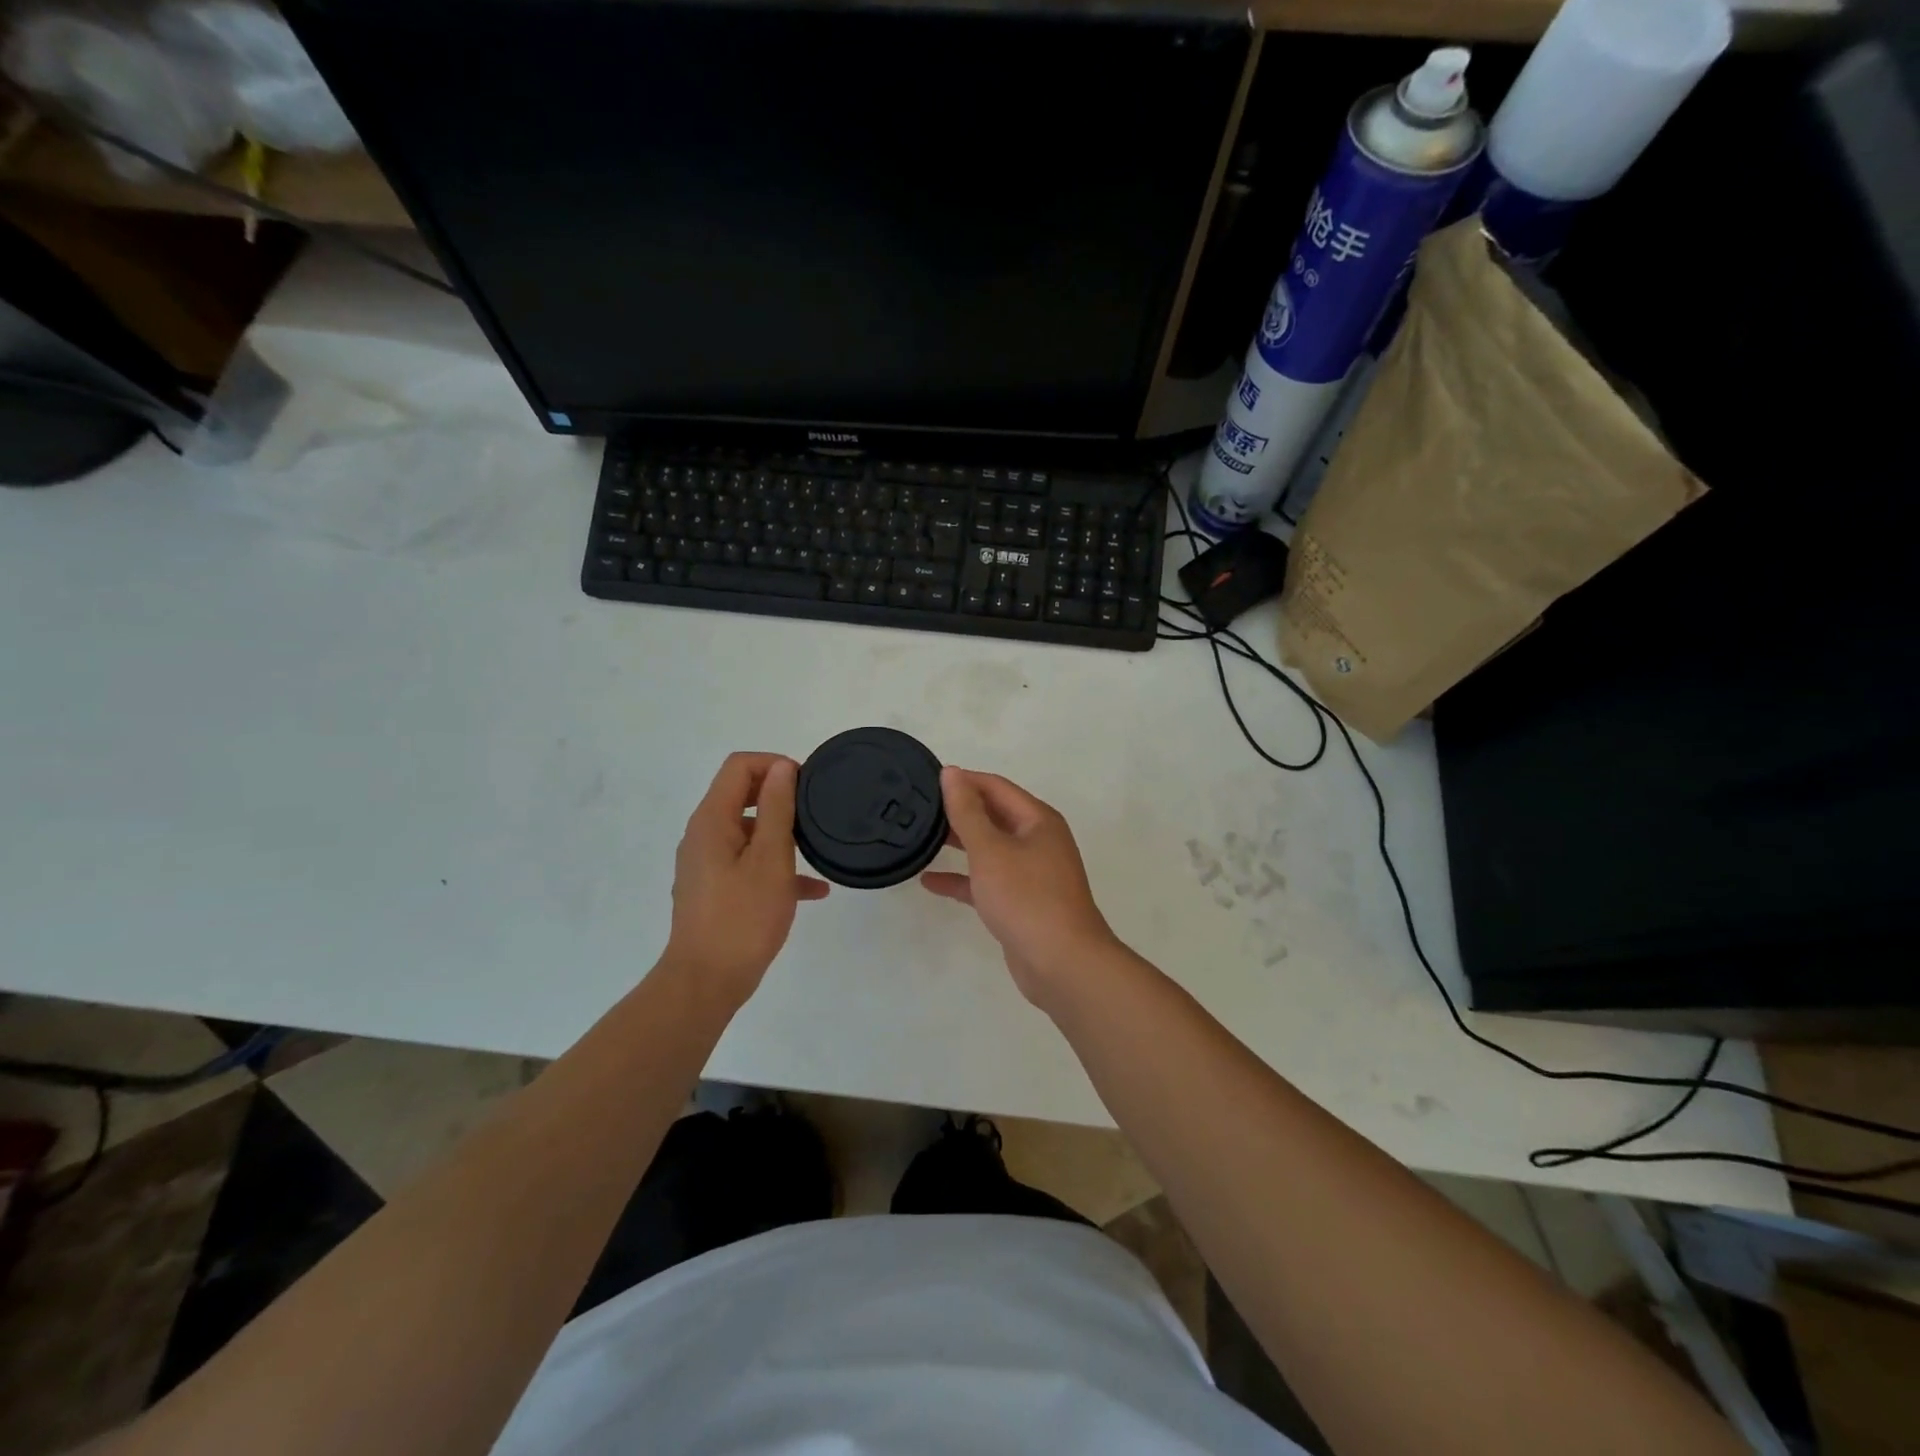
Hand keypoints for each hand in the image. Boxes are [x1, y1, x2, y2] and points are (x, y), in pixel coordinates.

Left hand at [665, 753, 828, 1007]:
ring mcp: (706, 864)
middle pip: (741, 795)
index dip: (774, 764)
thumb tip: (782, 767)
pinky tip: (813, 891)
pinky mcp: (714, 890)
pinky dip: (774, 867)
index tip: (806, 784)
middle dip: (779, 797)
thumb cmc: (743, 917)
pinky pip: (747, 864)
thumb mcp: (771, 858)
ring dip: (781, 834)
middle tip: (814, 811)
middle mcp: (703, 835)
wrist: (706, 982)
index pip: (739, 766)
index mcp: (712, 820)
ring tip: (816, 850)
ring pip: (747, 832)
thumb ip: (776, 808)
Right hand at [921, 767, 1118, 1007]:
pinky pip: (987, 881)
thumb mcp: (991, 850)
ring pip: (990, 849)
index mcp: (1038, 820)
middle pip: (994, 815)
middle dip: (960, 811)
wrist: (1062, 964)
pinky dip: (963, 879)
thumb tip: (952, 773)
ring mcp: (1032, 873)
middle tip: (919, 808)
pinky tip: (930, 881)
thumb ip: (967, 811)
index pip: (996, 787)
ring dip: (959, 843)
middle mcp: (1038, 841)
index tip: (926, 780)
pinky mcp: (1021, 902)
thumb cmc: (1027, 898)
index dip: (963, 780)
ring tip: (920, 837)